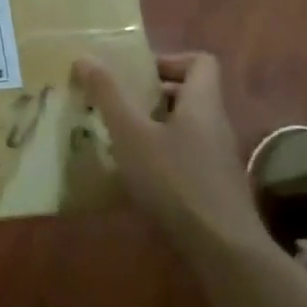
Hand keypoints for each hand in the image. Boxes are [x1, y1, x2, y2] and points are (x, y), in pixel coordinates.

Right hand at [73, 51, 264, 245]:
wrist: (222, 249)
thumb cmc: (174, 180)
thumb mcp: (131, 133)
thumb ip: (108, 95)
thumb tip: (85, 57)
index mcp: (202, 103)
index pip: (200, 61)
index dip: (168, 60)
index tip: (135, 74)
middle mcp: (215, 125)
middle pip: (189, 94)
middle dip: (151, 94)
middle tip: (117, 103)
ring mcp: (217, 158)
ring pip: (185, 127)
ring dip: (152, 126)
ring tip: (118, 137)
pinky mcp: (213, 187)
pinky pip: (185, 155)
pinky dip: (160, 155)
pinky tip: (135, 175)